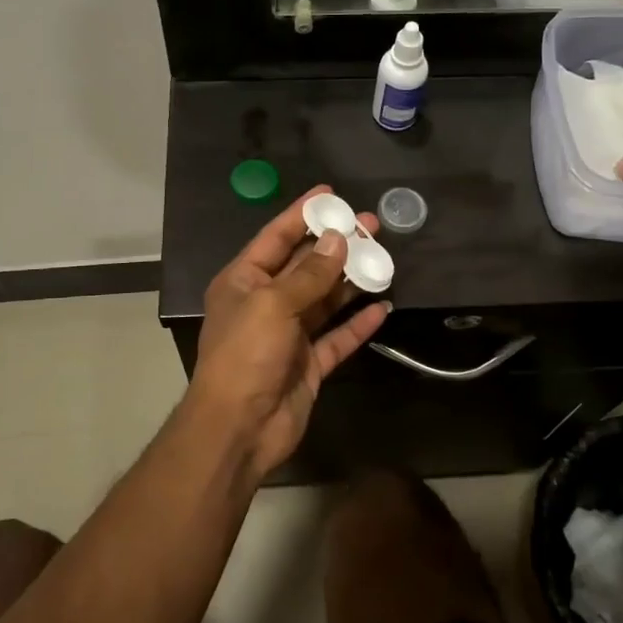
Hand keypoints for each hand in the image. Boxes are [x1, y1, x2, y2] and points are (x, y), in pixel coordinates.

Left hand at [187, 186, 390, 474]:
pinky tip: (383, 307)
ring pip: (325, 300)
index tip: (331, 195)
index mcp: (244, 281)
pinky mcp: (309, 364)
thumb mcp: (273, 304)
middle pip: (305, 266)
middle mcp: (266, 303)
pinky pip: (338, 337)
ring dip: (351, 280)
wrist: (239, 428)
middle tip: (371, 225)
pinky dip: (358, 323)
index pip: (275, 237)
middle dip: (336, 245)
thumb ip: (309, 273)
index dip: (302, 215)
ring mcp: (289, 335)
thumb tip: (338, 240)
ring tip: (383, 257)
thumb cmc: (245, 354)